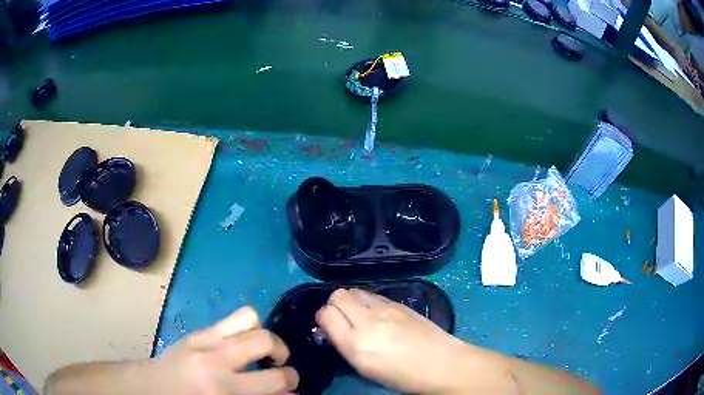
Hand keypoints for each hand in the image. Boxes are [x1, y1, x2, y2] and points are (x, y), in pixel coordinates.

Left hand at [150, 306, 298, 394]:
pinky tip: (239, 344)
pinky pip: (231, 318)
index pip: (273, 380)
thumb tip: (290, 393)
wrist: (155, 387)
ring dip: (262, 333)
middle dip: (282, 352)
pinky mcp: (197, 331)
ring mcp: (204, 339)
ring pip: (249, 317)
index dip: (291, 382)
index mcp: (224, 388)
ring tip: (259, 349)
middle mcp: (216, 359)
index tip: (292, 385)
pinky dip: (244, 329)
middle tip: (278, 364)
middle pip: (265, 340)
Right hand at [315, 288, 468, 393]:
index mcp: (357, 345)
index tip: (327, 326)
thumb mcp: (365, 369)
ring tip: (359, 315)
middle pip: (338, 295)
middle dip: (334, 305)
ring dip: (351, 301)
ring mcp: (386, 309)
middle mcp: (368, 322)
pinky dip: (368, 301)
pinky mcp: (400, 303)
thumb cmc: (402, 376)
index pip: (326, 314)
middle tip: (342, 318)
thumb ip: (345, 346)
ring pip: (355, 290)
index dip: (323, 318)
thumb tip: (331, 329)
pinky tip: (377, 315)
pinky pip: (373, 294)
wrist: (442, 364)